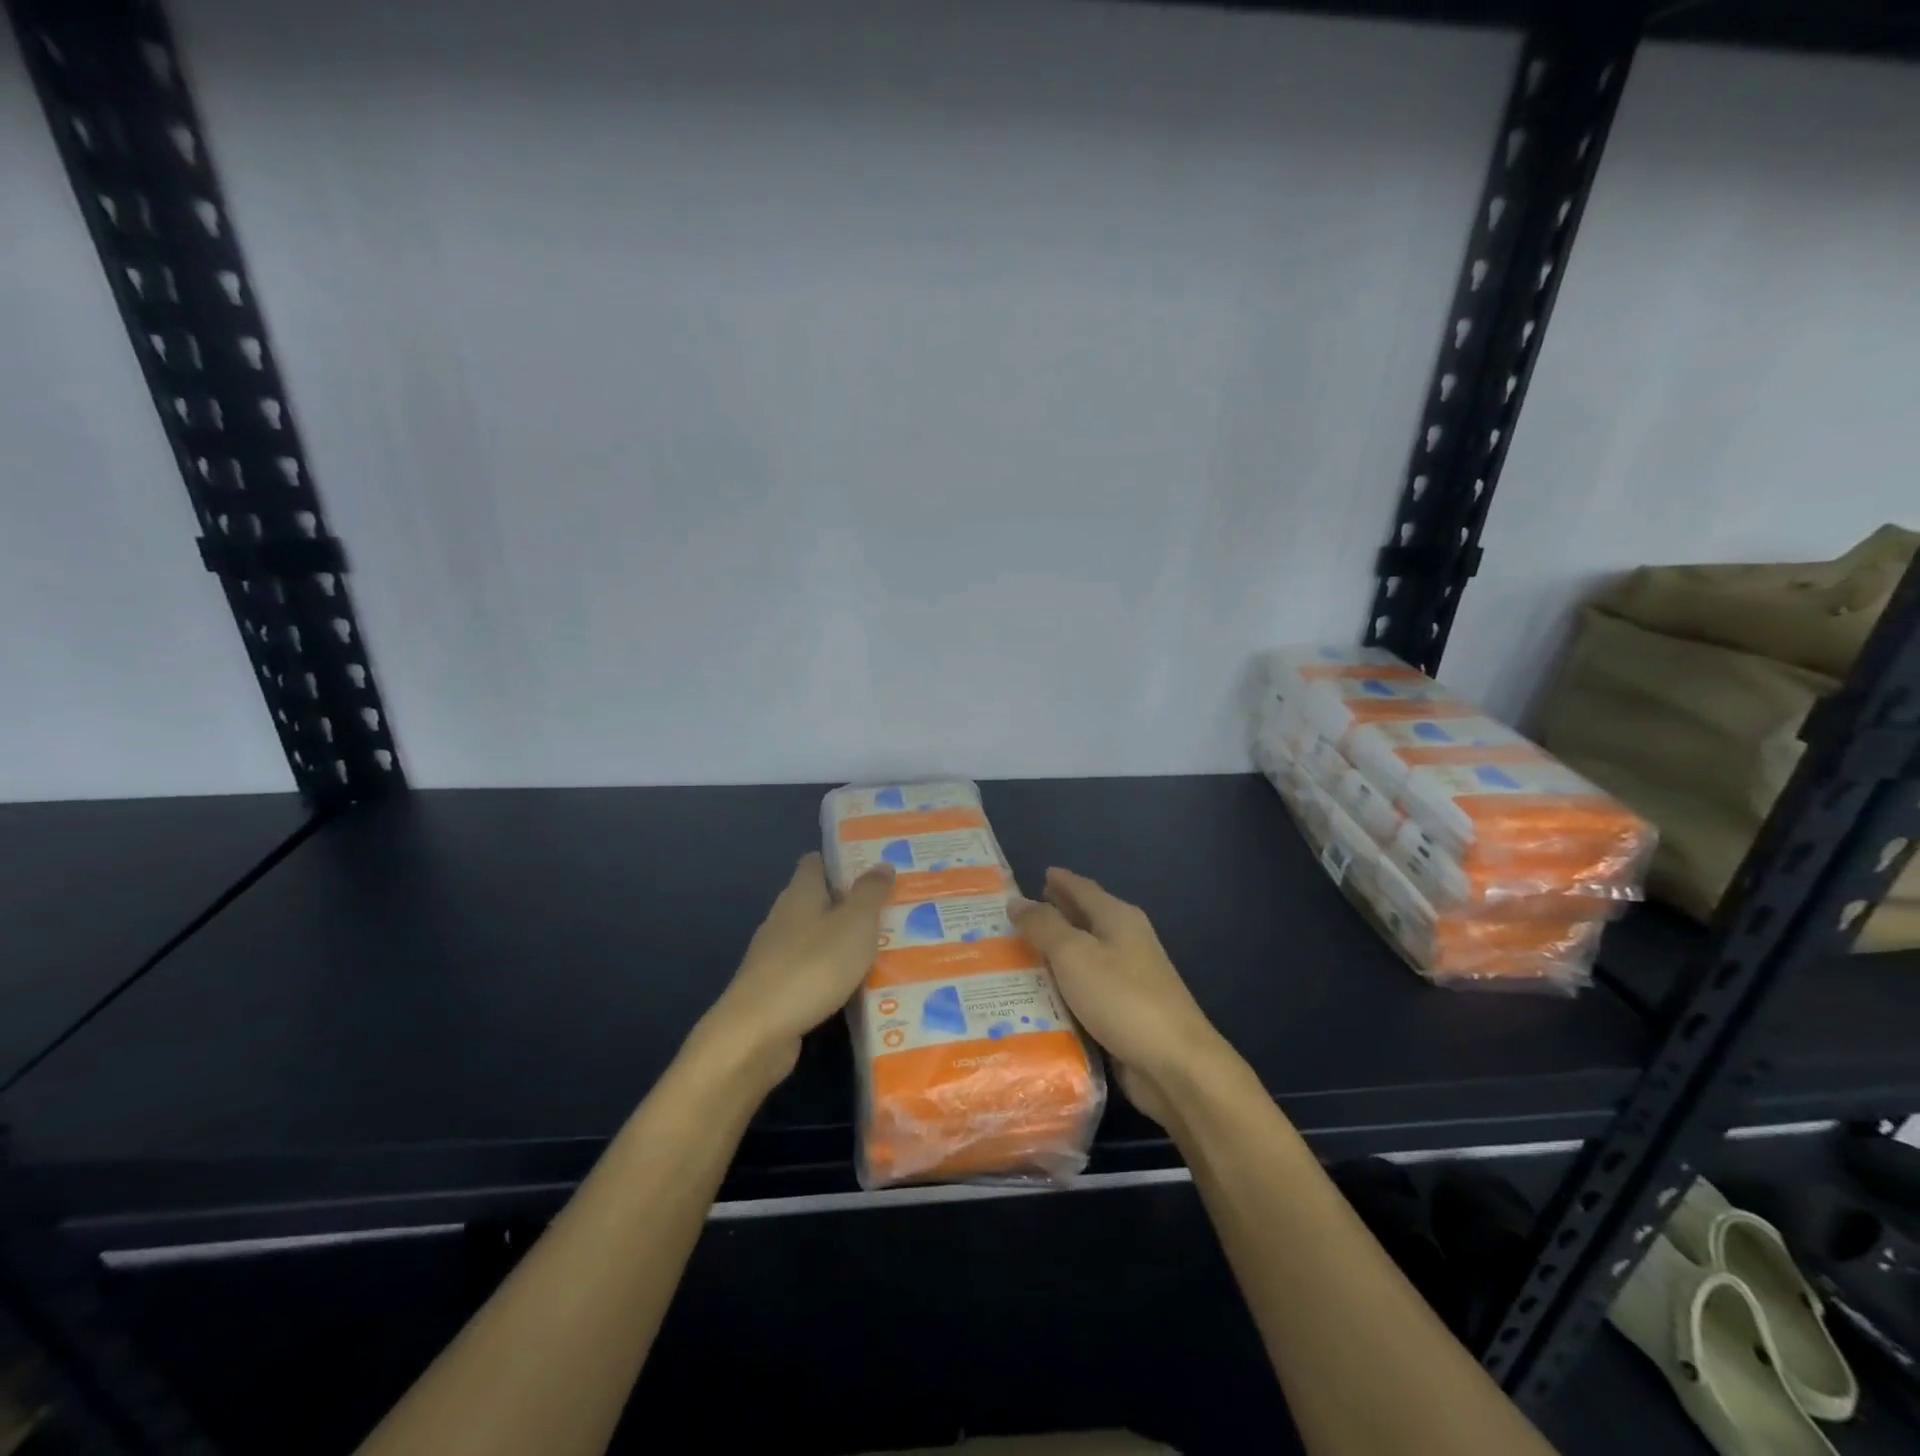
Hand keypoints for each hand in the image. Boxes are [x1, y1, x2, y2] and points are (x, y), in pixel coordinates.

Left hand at [700, 853, 894, 1089]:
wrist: (757, 1032)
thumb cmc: (812, 966)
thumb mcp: (855, 924)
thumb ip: (870, 893)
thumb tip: (882, 864)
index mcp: (800, 893)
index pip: (816, 862)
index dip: (842, 861)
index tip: (874, 867)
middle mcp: (784, 917)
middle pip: (818, 900)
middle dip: (850, 903)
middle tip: (890, 909)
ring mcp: (775, 955)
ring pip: (816, 937)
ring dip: (843, 941)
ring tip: (883, 948)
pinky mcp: (775, 989)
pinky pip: (811, 970)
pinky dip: (832, 973)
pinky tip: (856, 986)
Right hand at [1009, 868, 1225, 1125]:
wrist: (1174, 1065)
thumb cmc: (1123, 998)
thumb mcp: (1074, 955)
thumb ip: (1044, 926)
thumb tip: (1017, 901)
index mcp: (1118, 918)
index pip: (1082, 888)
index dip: (1059, 881)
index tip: (1035, 874)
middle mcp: (1126, 942)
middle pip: (1085, 920)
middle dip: (1054, 915)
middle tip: (1016, 916)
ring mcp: (1128, 979)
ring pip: (1083, 957)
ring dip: (1054, 955)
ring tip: (1016, 956)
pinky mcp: (1124, 1013)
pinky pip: (1085, 991)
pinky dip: (1063, 988)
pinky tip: (1038, 997)